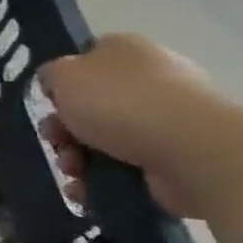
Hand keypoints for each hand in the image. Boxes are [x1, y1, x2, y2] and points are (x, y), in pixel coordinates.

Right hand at [39, 33, 232, 220]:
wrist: (192, 149)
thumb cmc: (121, 102)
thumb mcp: (65, 75)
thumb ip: (52, 75)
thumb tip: (58, 83)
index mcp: (126, 50)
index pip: (87, 61)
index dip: (63, 84)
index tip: (51, 104)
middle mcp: (151, 80)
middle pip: (92, 106)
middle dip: (64, 130)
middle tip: (56, 143)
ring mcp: (168, 121)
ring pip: (104, 141)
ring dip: (77, 159)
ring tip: (73, 172)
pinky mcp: (176, 159)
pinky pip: (126, 169)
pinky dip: (101, 181)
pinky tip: (86, 191)